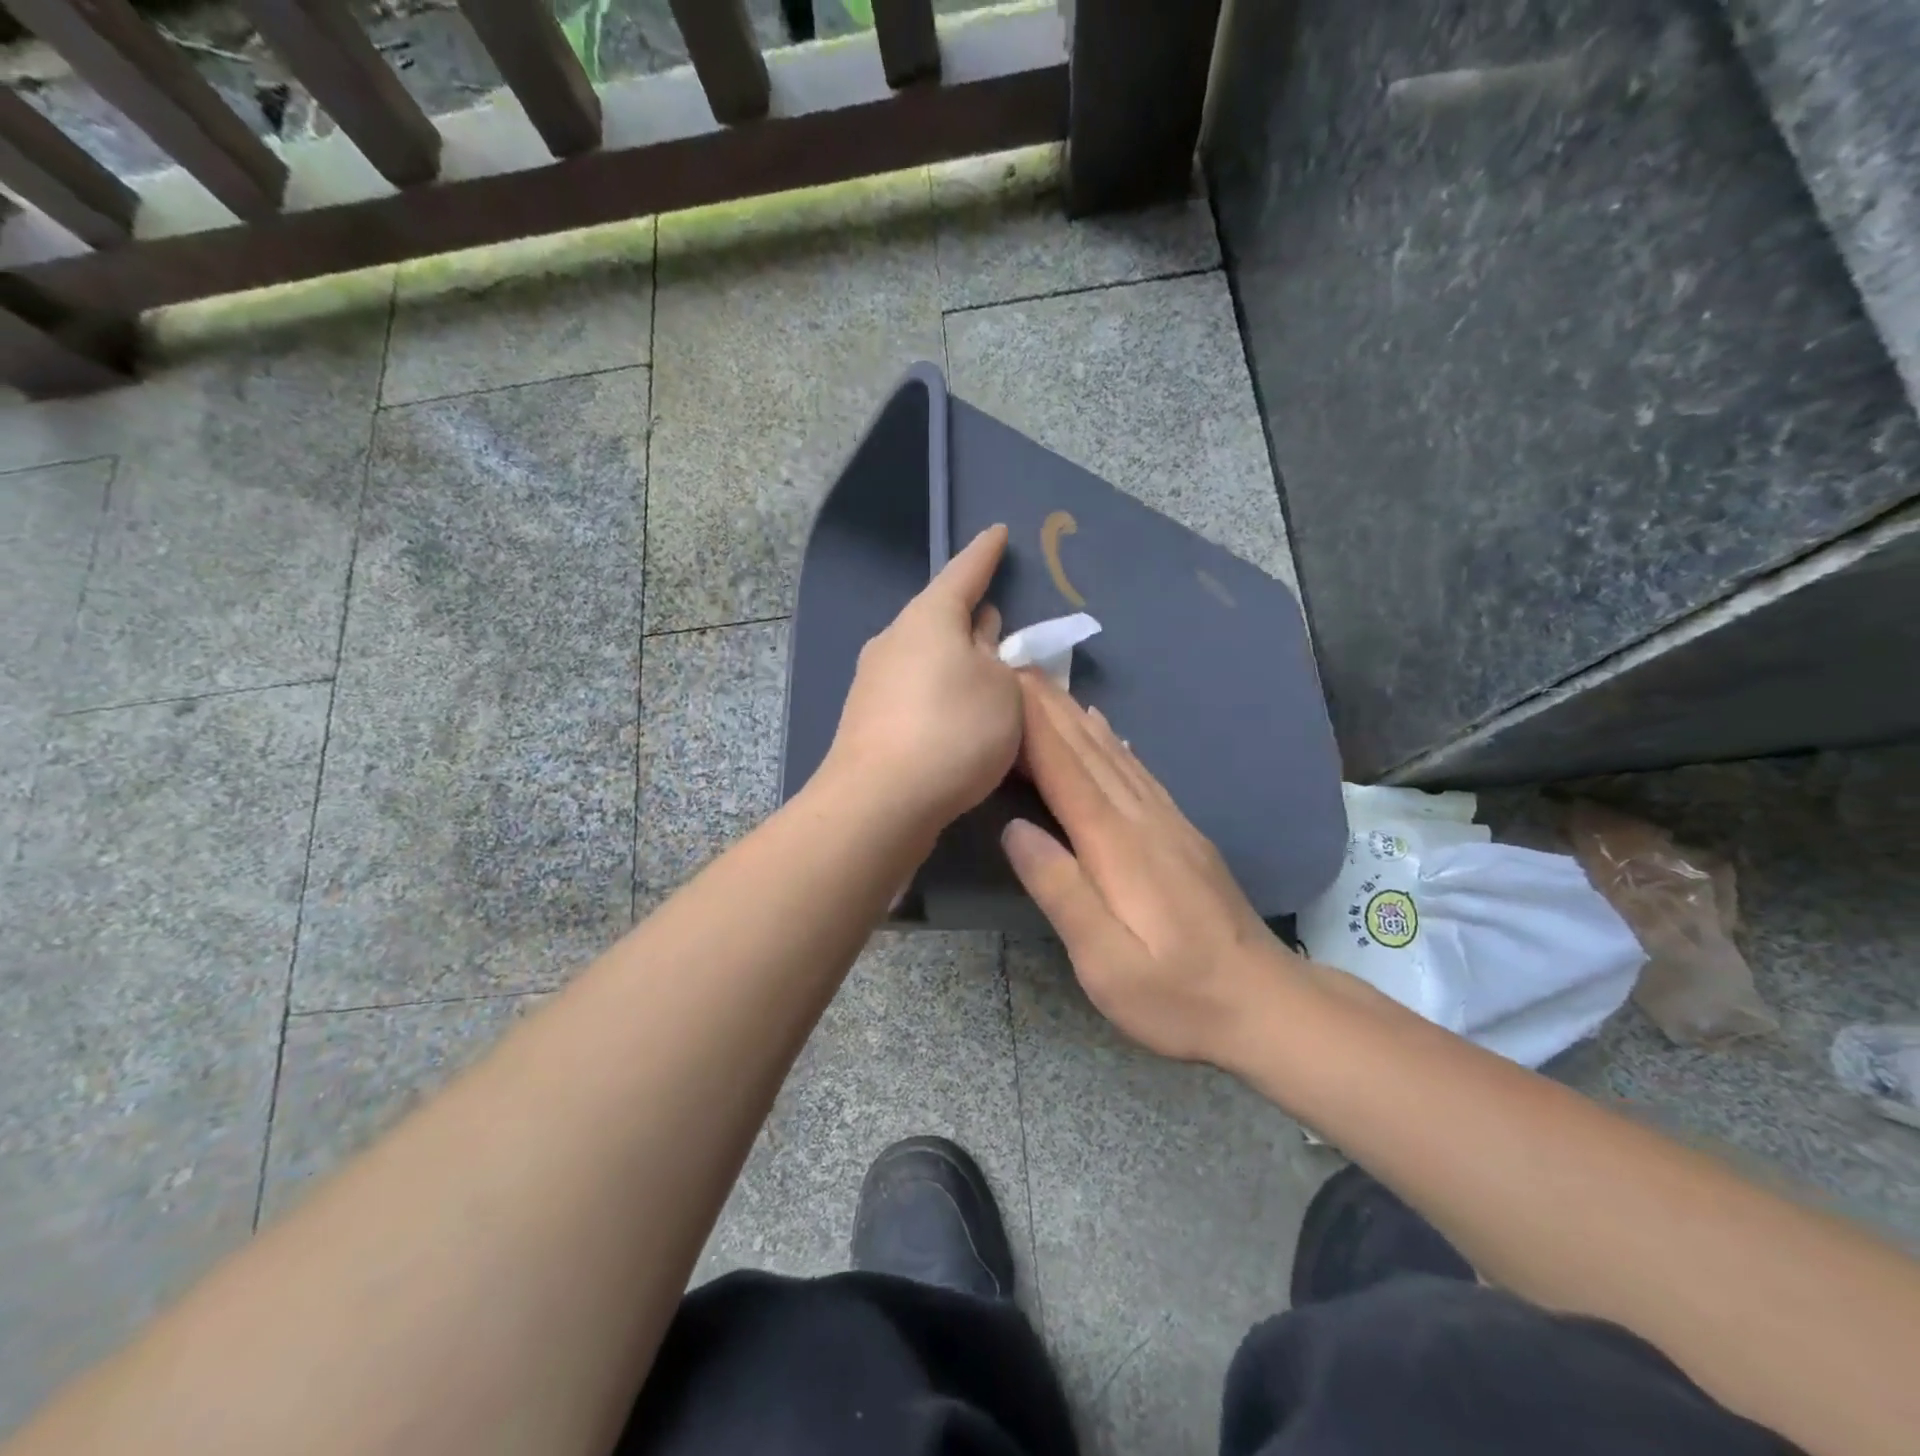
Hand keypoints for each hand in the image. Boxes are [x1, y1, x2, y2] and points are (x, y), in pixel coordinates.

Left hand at [822, 525, 1021, 831]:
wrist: (880, 802)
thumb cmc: (954, 730)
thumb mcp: (1003, 690)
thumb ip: (1001, 662)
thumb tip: (979, 647)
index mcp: (929, 617)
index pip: (965, 571)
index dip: (986, 553)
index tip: (998, 533)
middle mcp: (895, 640)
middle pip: (942, 617)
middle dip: (973, 618)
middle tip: (1001, 623)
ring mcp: (874, 681)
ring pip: (928, 658)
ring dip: (958, 663)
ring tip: (988, 679)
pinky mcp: (868, 721)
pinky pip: (916, 693)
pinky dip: (941, 696)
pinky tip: (958, 720)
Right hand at [1000, 672, 1303, 1062]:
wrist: (1266, 1004)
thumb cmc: (1177, 995)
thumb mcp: (1106, 962)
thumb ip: (1061, 891)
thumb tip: (1014, 828)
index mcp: (1117, 845)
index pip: (1066, 770)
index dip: (1033, 725)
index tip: (1003, 682)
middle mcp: (1143, 819)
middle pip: (1088, 751)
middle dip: (1048, 707)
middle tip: (1014, 666)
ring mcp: (1168, 823)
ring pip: (1114, 755)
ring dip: (1075, 716)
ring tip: (1047, 687)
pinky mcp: (1182, 834)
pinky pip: (1139, 772)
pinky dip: (1113, 742)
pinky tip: (1104, 729)